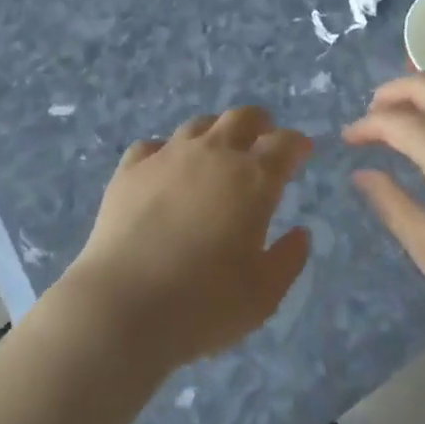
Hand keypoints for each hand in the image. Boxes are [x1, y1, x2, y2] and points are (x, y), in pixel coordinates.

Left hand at [63, 107, 312, 370]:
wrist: (123, 306)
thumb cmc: (204, 304)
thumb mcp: (264, 295)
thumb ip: (288, 260)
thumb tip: (300, 233)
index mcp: (253, 178)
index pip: (284, 144)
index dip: (297, 144)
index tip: (302, 151)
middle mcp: (214, 153)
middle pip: (242, 117)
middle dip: (260, 123)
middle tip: (263, 139)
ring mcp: (168, 156)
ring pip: (199, 124)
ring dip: (216, 132)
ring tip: (216, 152)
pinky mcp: (131, 169)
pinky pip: (152, 146)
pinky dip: (165, 153)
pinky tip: (164, 171)